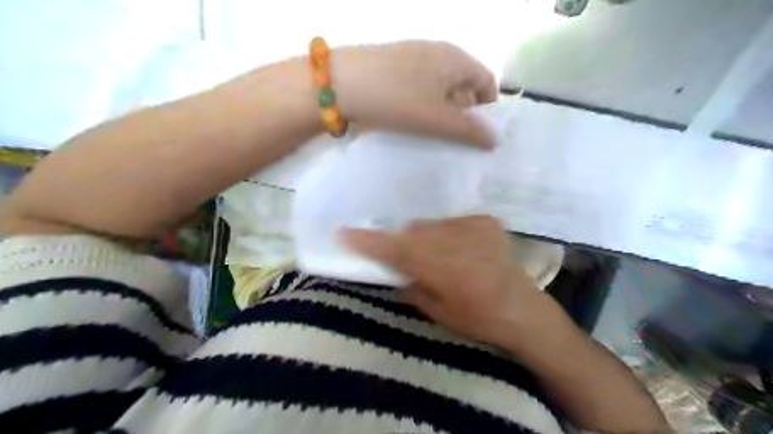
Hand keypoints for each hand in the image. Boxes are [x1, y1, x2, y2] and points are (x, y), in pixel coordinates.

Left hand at [332, 41, 495, 148]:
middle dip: (463, 115)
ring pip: (439, 90)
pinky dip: (422, 107)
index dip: (488, 109)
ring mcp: (413, 58)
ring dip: (441, 114)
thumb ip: (469, 131)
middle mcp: (437, 52)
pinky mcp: (393, 68)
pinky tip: (411, 124)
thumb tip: (495, 140)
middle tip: (455, 142)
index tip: (479, 135)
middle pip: (463, 86)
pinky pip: (418, 89)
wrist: (340, 84)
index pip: (486, 81)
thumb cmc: (398, 99)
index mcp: (455, 59)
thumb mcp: (437, 120)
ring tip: (432, 137)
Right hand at [341, 215, 568, 350]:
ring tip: (435, 255)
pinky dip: (445, 234)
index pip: (396, 250)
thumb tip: (392, 269)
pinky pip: (450, 222)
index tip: (344, 233)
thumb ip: (410, 286)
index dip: (369, 242)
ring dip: (423, 237)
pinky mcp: (485, 220)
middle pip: (412, 233)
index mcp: (444, 270)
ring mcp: (473, 226)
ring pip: (430, 225)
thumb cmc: (478, 319)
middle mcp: (456, 242)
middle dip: (399, 242)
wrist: (522, 308)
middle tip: (400, 255)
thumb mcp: (436, 311)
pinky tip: (457, 249)